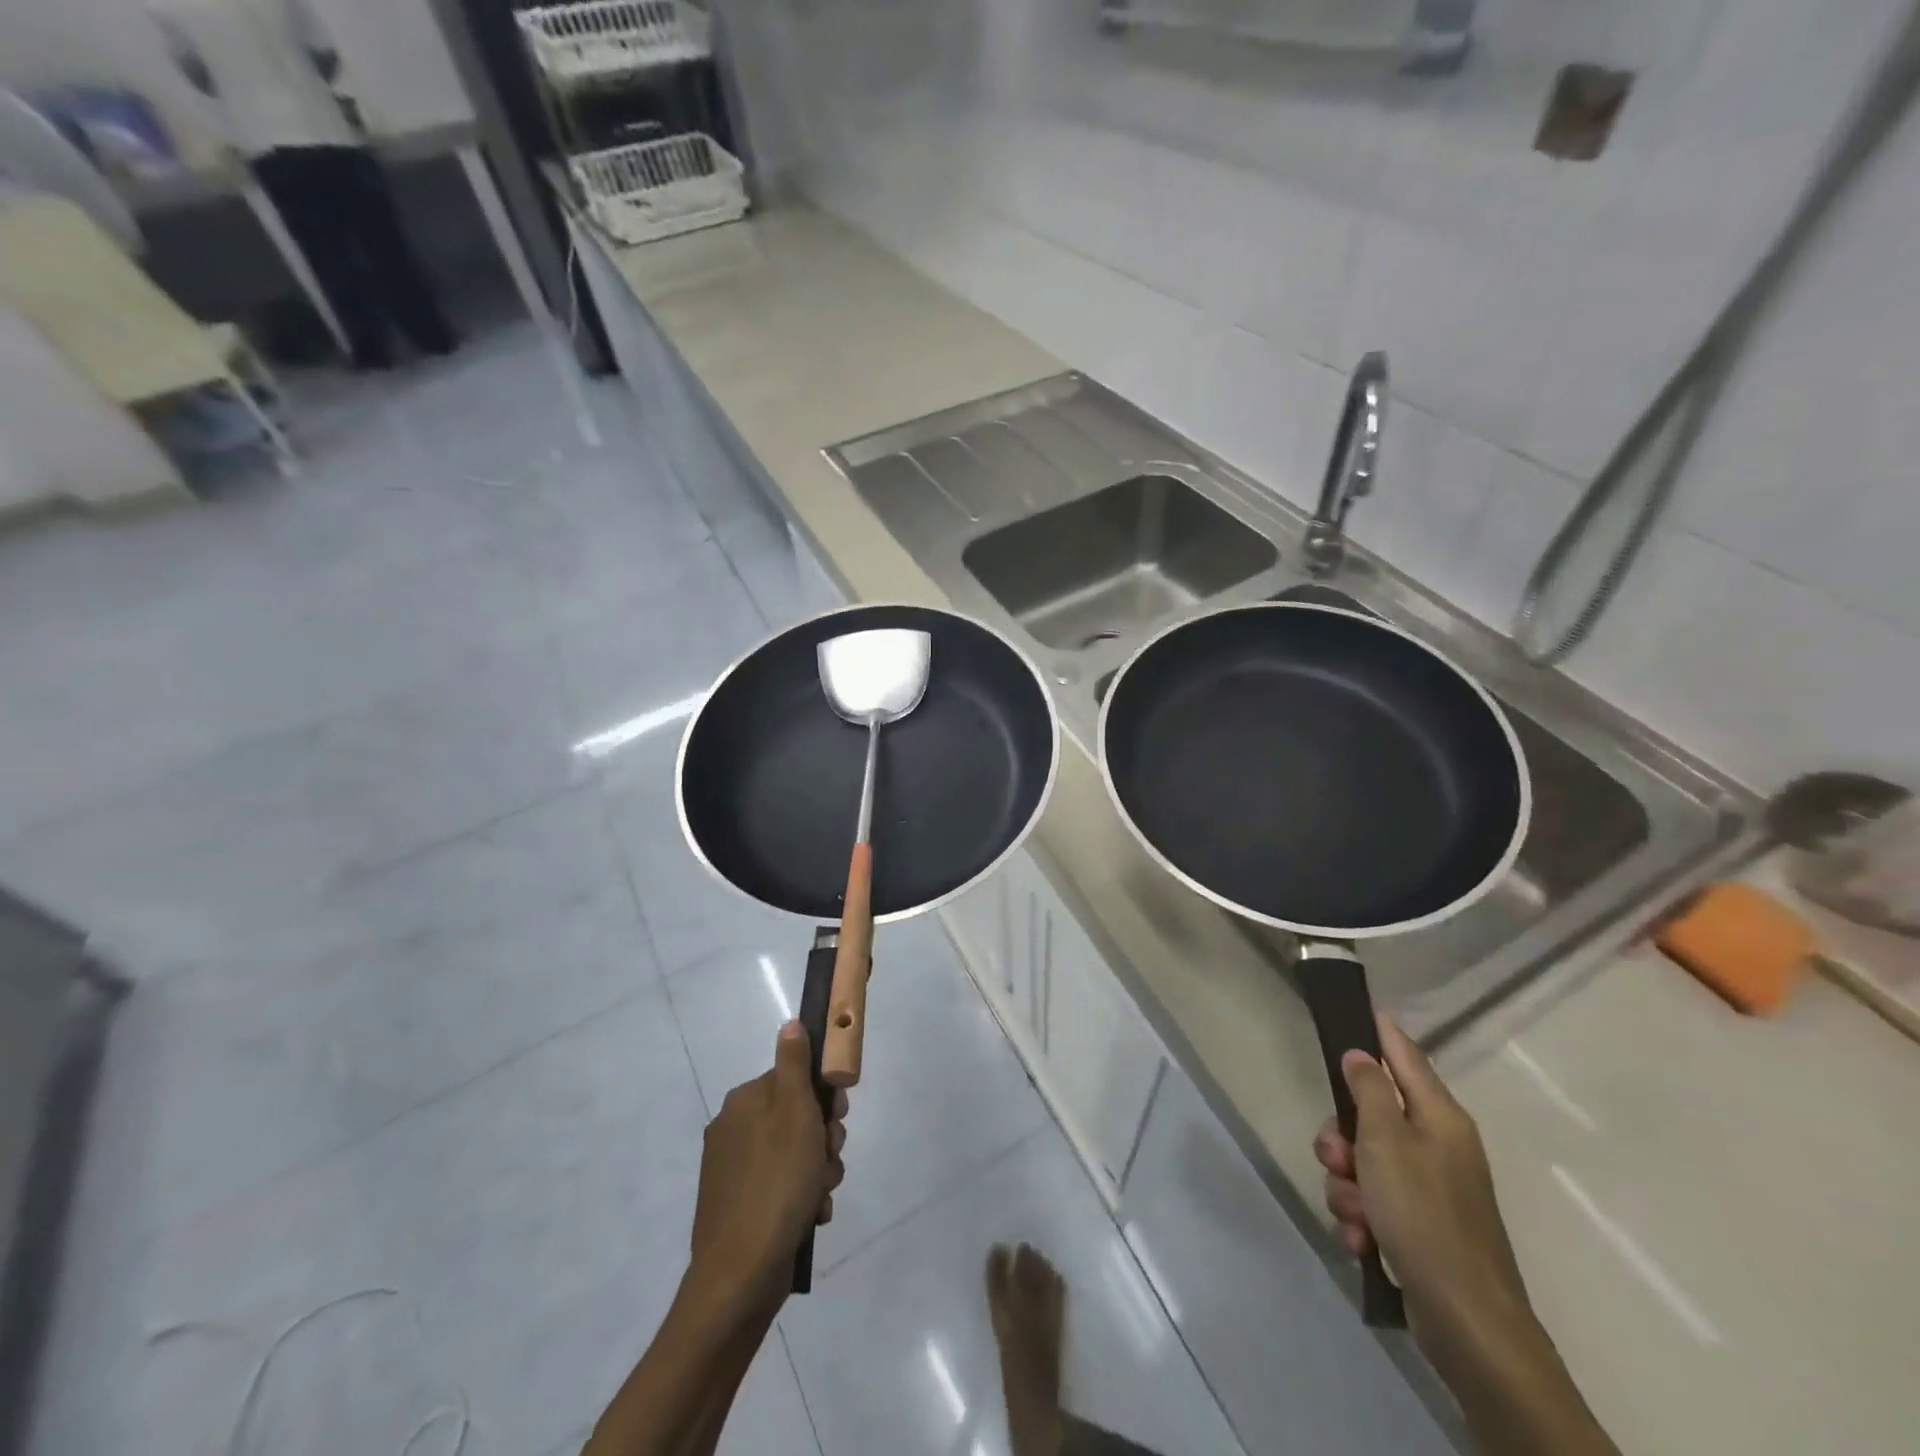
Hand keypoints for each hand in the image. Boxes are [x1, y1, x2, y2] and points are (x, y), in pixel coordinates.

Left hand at [690, 1021, 846, 1301]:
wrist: (740, 1276)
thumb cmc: (777, 1184)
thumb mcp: (795, 1114)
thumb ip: (795, 1065)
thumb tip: (790, 1023)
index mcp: (744, 1102)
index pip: (795, 1079)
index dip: (823, 1097)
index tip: (836, 1118)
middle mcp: (734, 1129)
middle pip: (797, 1117)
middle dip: (823, 1139)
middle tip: (829, 1160)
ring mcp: (733, 1170)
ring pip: (795, 1154)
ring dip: (817, 1171)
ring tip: (819, 1195)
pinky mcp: (738, 1206)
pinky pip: (782, 1186)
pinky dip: (800, 1197)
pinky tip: (808, 1216)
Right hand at [1313, 1015, 1530, 1353]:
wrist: (1467, 1322)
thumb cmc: (1424, 1215)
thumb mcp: (1385, 1141)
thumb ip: (1369, 1090)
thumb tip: (1363, 1053)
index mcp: (1440, 1118)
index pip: (1407, 1057)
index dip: (1383, 1032)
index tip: (1361, 1009)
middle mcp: (1438, 1146)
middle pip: (1371, 1114)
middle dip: (1341, 1136)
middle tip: (1335, 1156)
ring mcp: (1430, 1188)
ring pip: (1364, 1160)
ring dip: (1346, 1183)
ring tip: (1355, 1212)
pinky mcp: (1419, 1226)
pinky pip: (1373, 1201)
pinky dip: (1361, 1216)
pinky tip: (1363, 1238)